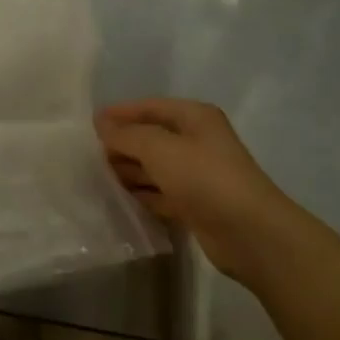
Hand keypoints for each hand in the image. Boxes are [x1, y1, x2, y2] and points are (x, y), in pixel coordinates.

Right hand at [96, 98, 307, 285]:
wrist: (249, 233)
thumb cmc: (204, 178)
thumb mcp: (160, 148)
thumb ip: (127, 134)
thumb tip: (101, 123)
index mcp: (195, 117)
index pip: (150, 107)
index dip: (121, 113)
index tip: (89, 124)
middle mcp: (197, 141)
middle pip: (152, 136)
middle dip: (123, 144)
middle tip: (89, 155)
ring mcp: (197, 174)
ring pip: (155, 166)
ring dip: (129, 170)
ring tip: (98, 177)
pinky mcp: (195, 204)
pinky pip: (161, 192)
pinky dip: (142, 194)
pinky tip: (120, 199)